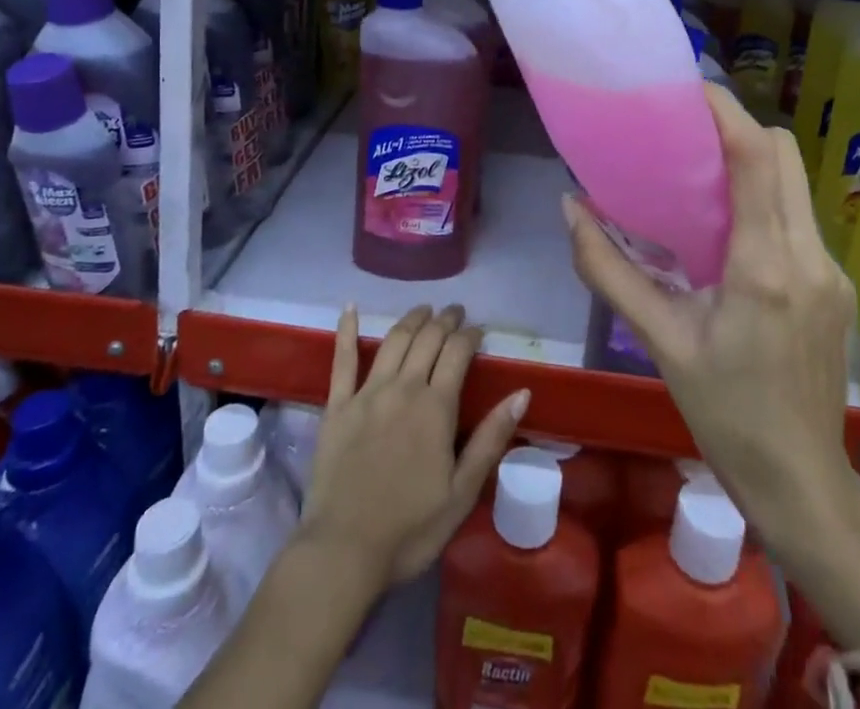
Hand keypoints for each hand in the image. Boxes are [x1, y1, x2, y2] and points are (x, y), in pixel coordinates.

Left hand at [298, 303, 527, 587]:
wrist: (343, 552)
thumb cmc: (410, 529)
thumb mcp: (462, 492)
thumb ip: (491, 438)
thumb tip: (522, 393)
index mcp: (436, 407)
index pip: (458, 352)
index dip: (470, 334)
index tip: (478, 329)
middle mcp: (403, 388)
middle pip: (427, 339)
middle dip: (444, 320)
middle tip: (454, 312)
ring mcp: (367, 393)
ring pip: (394, 340)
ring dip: (411, 319)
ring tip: (423, 310)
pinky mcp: (337, 406)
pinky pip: (342, 360)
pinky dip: (346, 330)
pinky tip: (349, 308)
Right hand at [566, 82, 859, 544]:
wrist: (799, 480)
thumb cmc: (723, 411)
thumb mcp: (659, 340)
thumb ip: (607, 270)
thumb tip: (570, 208)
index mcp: (763, 266)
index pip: (756, 159)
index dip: (726, 112)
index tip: (689, 89)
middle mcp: (808, 256)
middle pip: (785, 155)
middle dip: (739, 128)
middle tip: (687, 131)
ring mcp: (831, 270)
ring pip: (796, 182)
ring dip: (753, 162)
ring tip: (702, 173)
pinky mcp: (837, 284)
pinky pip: (800, 216)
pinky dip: (766, 199)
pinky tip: (730, 229)